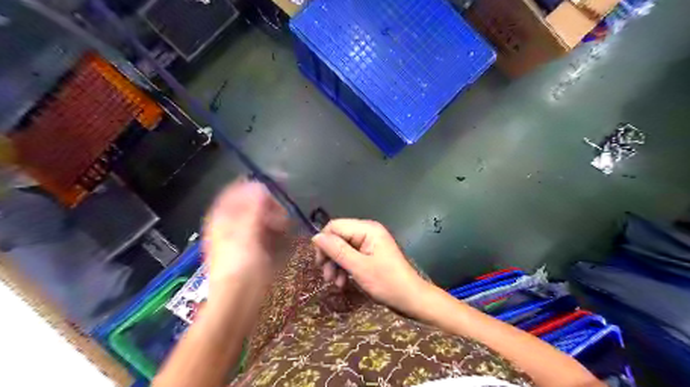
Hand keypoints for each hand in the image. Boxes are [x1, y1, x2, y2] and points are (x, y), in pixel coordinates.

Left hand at [202, 179, 291, 295]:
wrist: (238, 302)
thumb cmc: (240, 268)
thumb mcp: (245, 236)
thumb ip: (252, 209)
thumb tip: (259, 185)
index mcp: (222, 219)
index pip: (235, 192)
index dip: (253, 187)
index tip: (274, 188)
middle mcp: (231, 224)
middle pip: (251, 204)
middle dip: (268, 206)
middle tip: (281, 215)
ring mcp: (242, 237)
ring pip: (260, 217)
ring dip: (274, 219)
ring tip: (284, 228)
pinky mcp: (253, 248)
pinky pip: (266, 231)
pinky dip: (275, 231)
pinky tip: (282, 236)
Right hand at [312, 217, 428, 314]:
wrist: (411, 299)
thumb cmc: (387, 283)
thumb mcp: (359, 267)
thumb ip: (337, 250)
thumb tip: (315, 237)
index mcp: (367, 229)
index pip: (335, 226)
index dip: (324, 243)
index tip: (320, 263)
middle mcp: (367, 232)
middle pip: (338, 237)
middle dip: (330, 257)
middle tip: (327, 277)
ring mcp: (369, 243)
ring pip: (342, 248)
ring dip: (336, 265)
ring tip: (335, 283)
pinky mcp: (370, 255)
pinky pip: (351, 256)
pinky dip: (345, 268)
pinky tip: (343, 283)